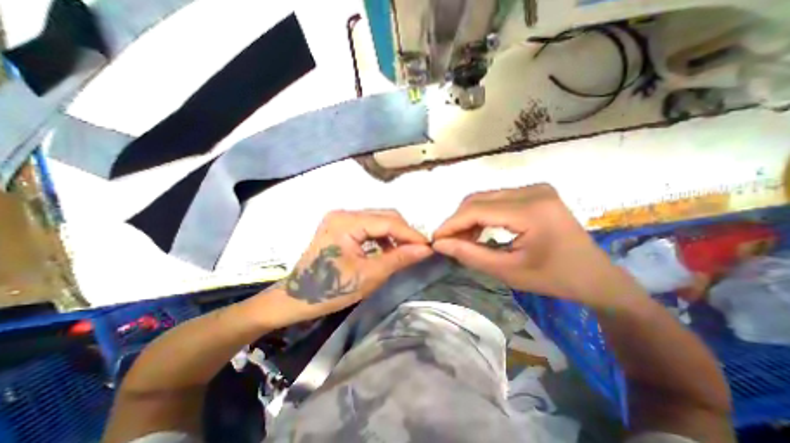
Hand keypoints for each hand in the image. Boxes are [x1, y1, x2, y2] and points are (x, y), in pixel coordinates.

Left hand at [271, 209, 430, 322]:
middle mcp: (344, 213)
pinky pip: (369, 225)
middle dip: (404, 232)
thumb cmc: (330, 289)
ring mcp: (341, 217)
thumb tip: (426, 249)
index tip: (429, 246)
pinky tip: (387, 249)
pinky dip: (382, 236)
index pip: (388, 221)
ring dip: (394, 234)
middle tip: (419, 249)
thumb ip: (399, 259)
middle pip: (384, 216)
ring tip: (405, 251)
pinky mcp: (340, 225)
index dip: (411, 233)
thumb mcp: (369, 276)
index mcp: (346, 222)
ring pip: (378, 219)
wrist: (296, 298)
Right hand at [431, 184, 633, 306]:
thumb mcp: (508, 271)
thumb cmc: (554, 278)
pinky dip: (481, 215)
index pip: (477, 209)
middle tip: (447, 242)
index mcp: (532, 210)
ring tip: (461, 239)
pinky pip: (495, 200)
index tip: (435, 240)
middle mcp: (532, 190)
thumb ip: (470, 255)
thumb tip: (440, 245)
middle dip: (457, 221)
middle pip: (478, 200)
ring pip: (484, 198)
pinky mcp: (533, 193)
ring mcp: (534, 189)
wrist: (595, 276)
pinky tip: (478, 231)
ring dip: (467, 218)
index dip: (451, 224)